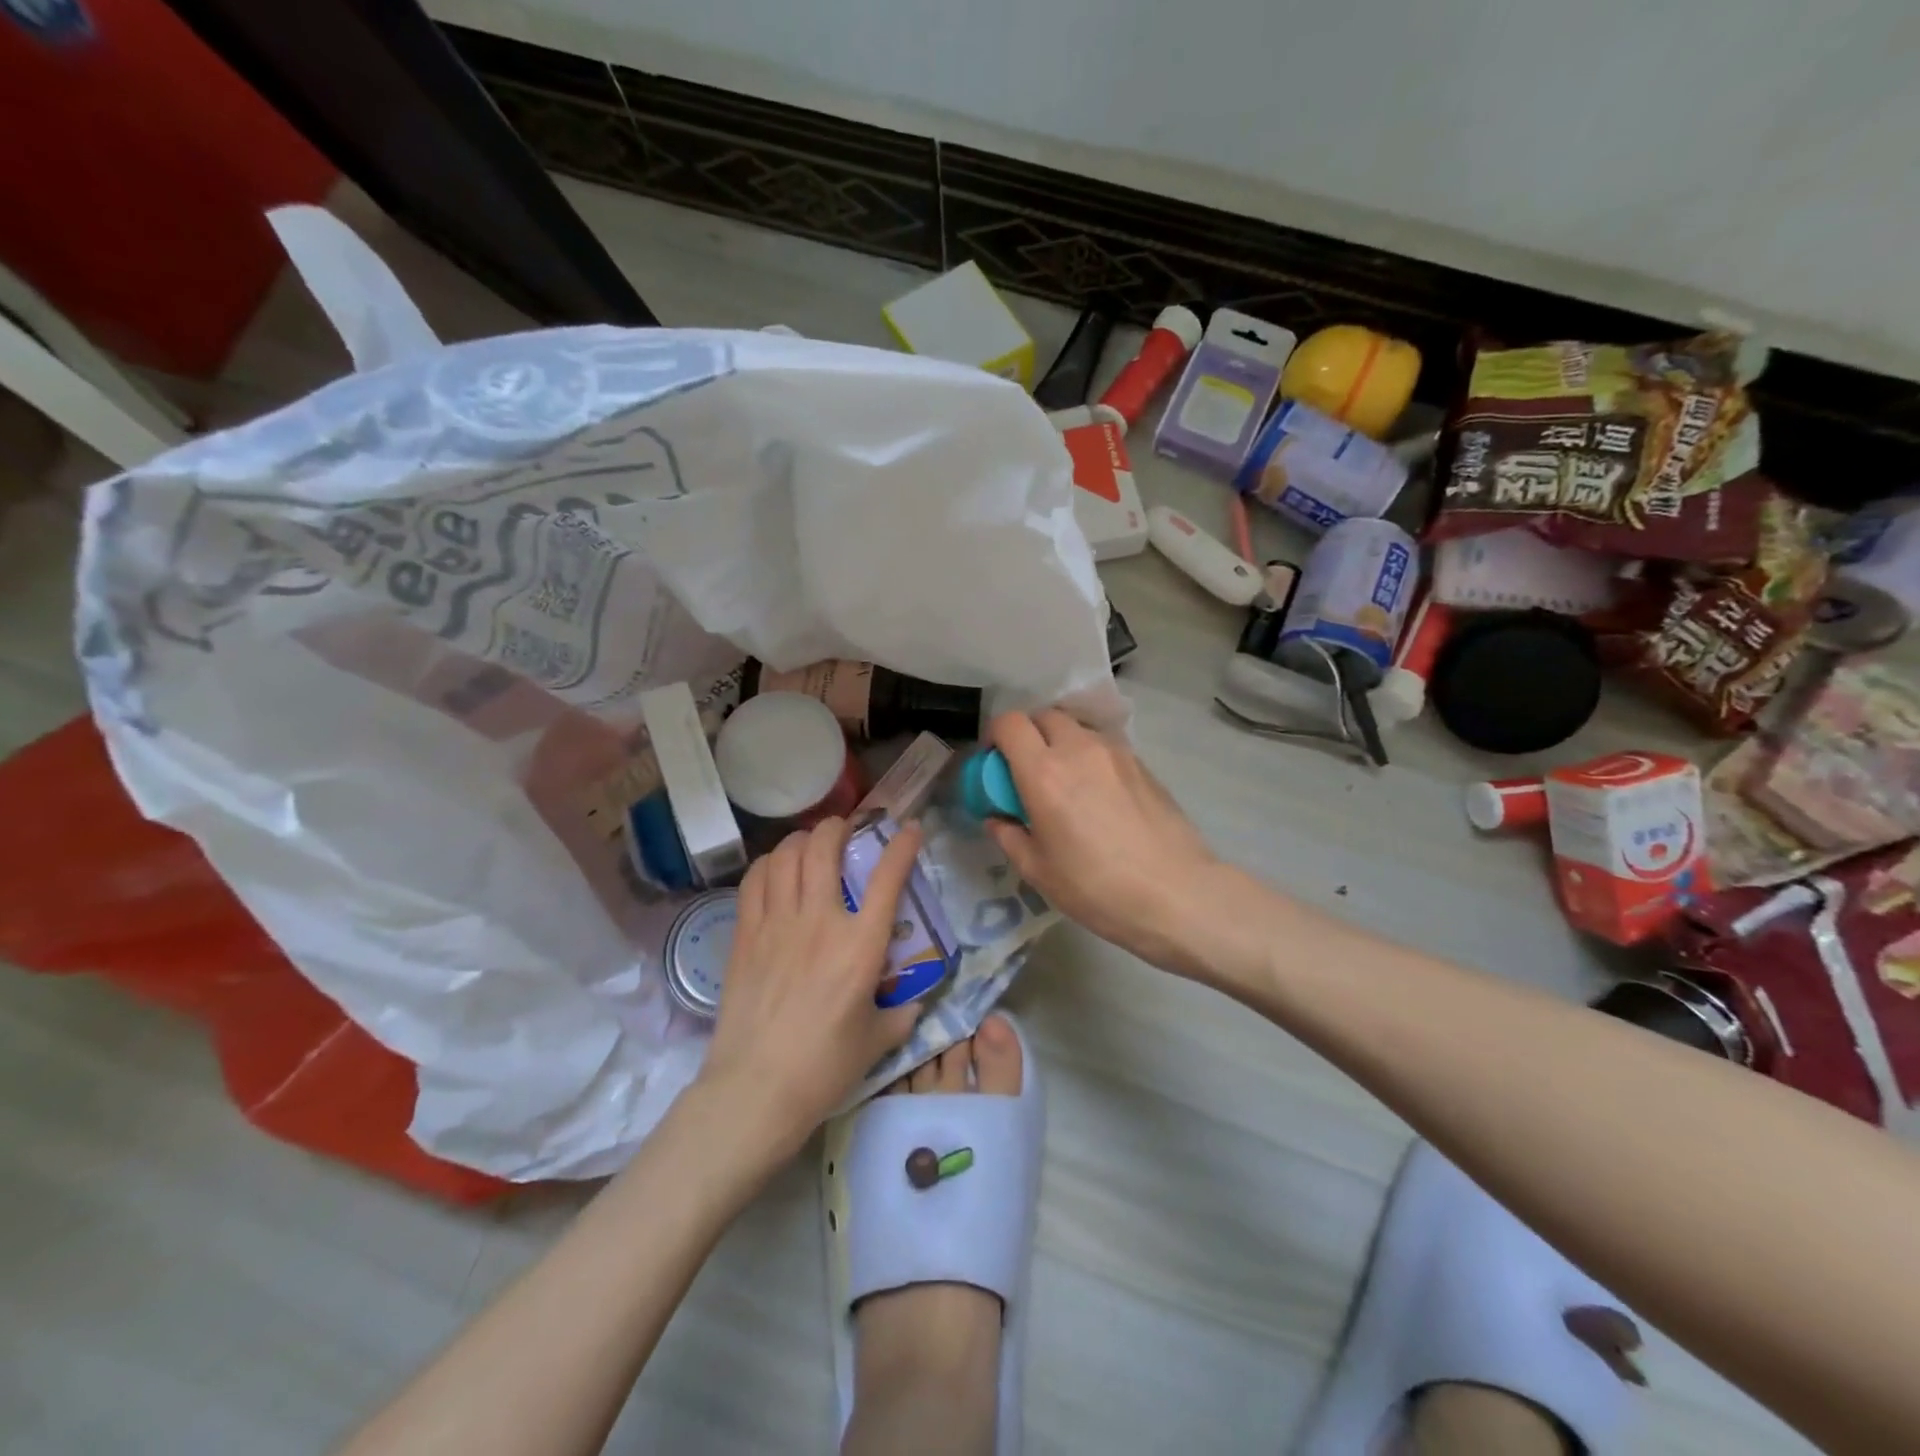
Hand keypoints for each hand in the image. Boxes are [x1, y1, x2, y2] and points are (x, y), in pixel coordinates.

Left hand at [698, 817, 923, 1160]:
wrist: (756, 1090)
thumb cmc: (825, 1068)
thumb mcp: (877, 1042)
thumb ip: (901, 1015)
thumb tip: (913, 1002)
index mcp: (861, 946)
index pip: (887, 878)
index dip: (902, 845)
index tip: (909, 828)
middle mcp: (820, 922)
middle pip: (825, 849)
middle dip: (838, 827)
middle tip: (845, 828)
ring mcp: (777, 925)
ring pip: (786, 857)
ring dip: (802, 840)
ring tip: (810, 843)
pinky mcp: (745, 935)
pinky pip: (755, 881)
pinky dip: (768, 864)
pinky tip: (775, 869)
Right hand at [987, 710, 1222, 974]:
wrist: (1176, 893)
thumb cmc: (1097, 888)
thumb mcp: (1039, 871)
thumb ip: (1009, 836)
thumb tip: (996, 818)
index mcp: (1044, 772)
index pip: (1010, 724)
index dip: (995, 737)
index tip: (994, 763)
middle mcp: (1078, 749)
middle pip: (1044, 716)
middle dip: (1028, 735)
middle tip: (1027, 772)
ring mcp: (1115, 752)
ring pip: (1077, 728)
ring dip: (1061, 743)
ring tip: (1065, 782)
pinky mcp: (1142, 764)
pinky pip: (1104, 746)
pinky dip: (1089, 757)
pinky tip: (1098, 795)